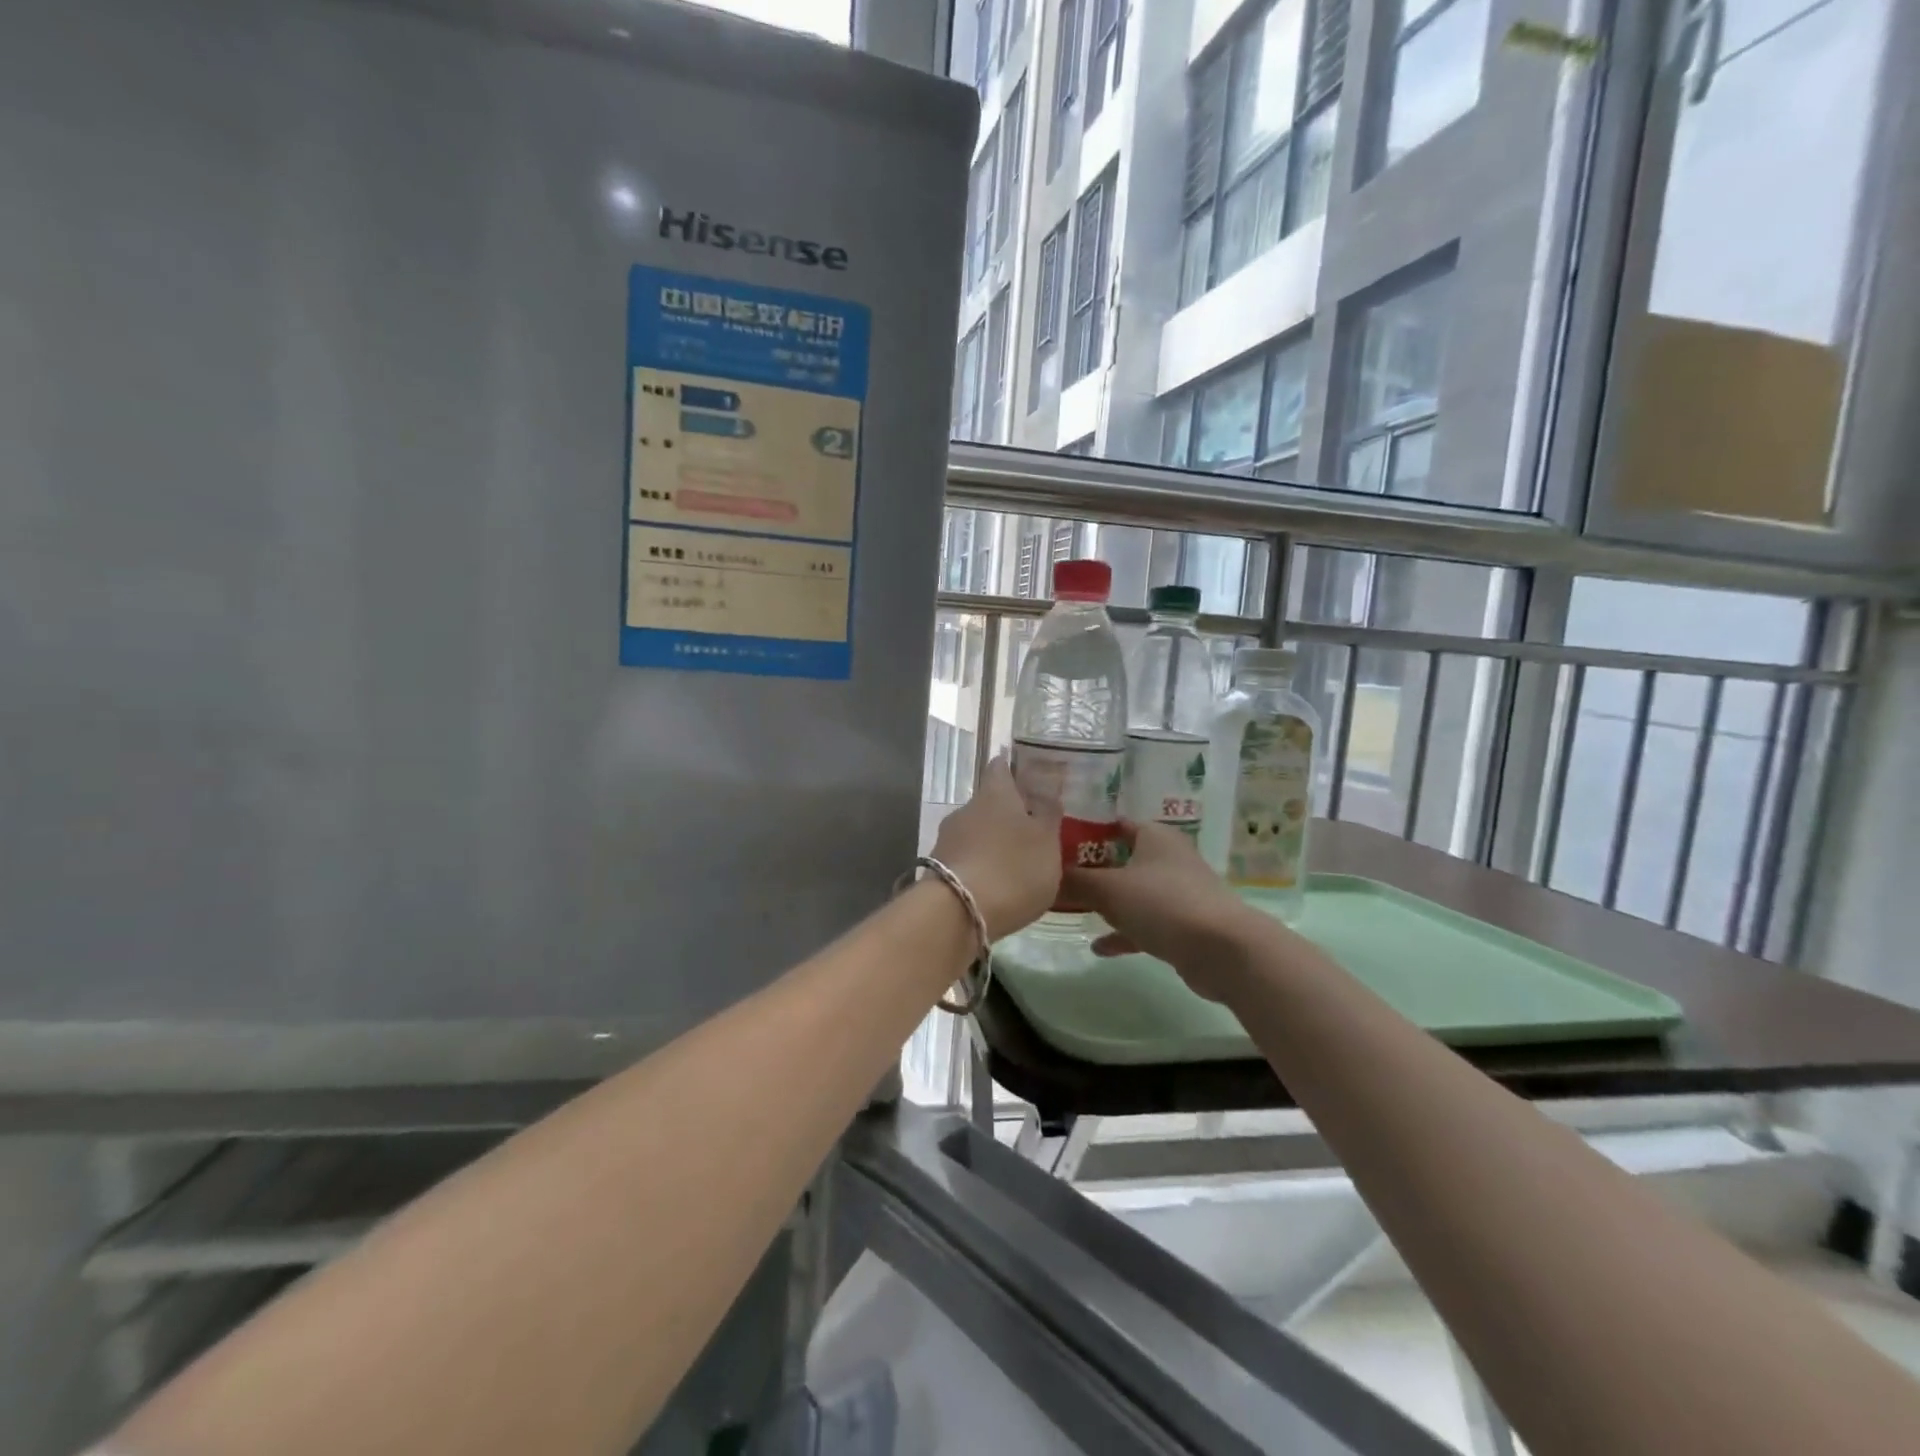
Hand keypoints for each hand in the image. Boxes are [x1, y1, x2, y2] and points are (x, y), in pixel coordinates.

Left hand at [930, 756, 1061, 940]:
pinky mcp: (939, 868)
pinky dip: (981, 866)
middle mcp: (966, 808)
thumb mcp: (1047, 841)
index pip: (1000, 767)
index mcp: (995, 793)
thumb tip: (1046, 787)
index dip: (1014, 769)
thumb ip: (1048, 814)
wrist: (958, 913)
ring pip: (976, 832)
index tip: (1028, 777)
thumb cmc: (1013, 868)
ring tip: (1017, 865)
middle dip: (1007, 814)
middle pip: (989, 802)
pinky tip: (996, 886)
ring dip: (993, 842)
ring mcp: (947, 838)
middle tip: (1032, 831)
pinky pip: (966, 858)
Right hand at [1062, 821, 1277, 1000]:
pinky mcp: (1186, 925)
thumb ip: (1074, 882)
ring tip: (1077, 910)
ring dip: (1110, 902)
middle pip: (1125, 858)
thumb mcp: (1108, 890)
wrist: (1223, 950)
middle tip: (1061, 877)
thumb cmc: (1162, 904)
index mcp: (1155, 837)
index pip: (1117, 823)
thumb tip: (1045, 875)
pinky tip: (1100, 948)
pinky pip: (1147, 923)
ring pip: (1136, 892)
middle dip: (1096, 868)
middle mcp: (1169, 858)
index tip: (1059, 841)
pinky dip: (1125, 932)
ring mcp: (1180, 893)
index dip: (1089, 830)